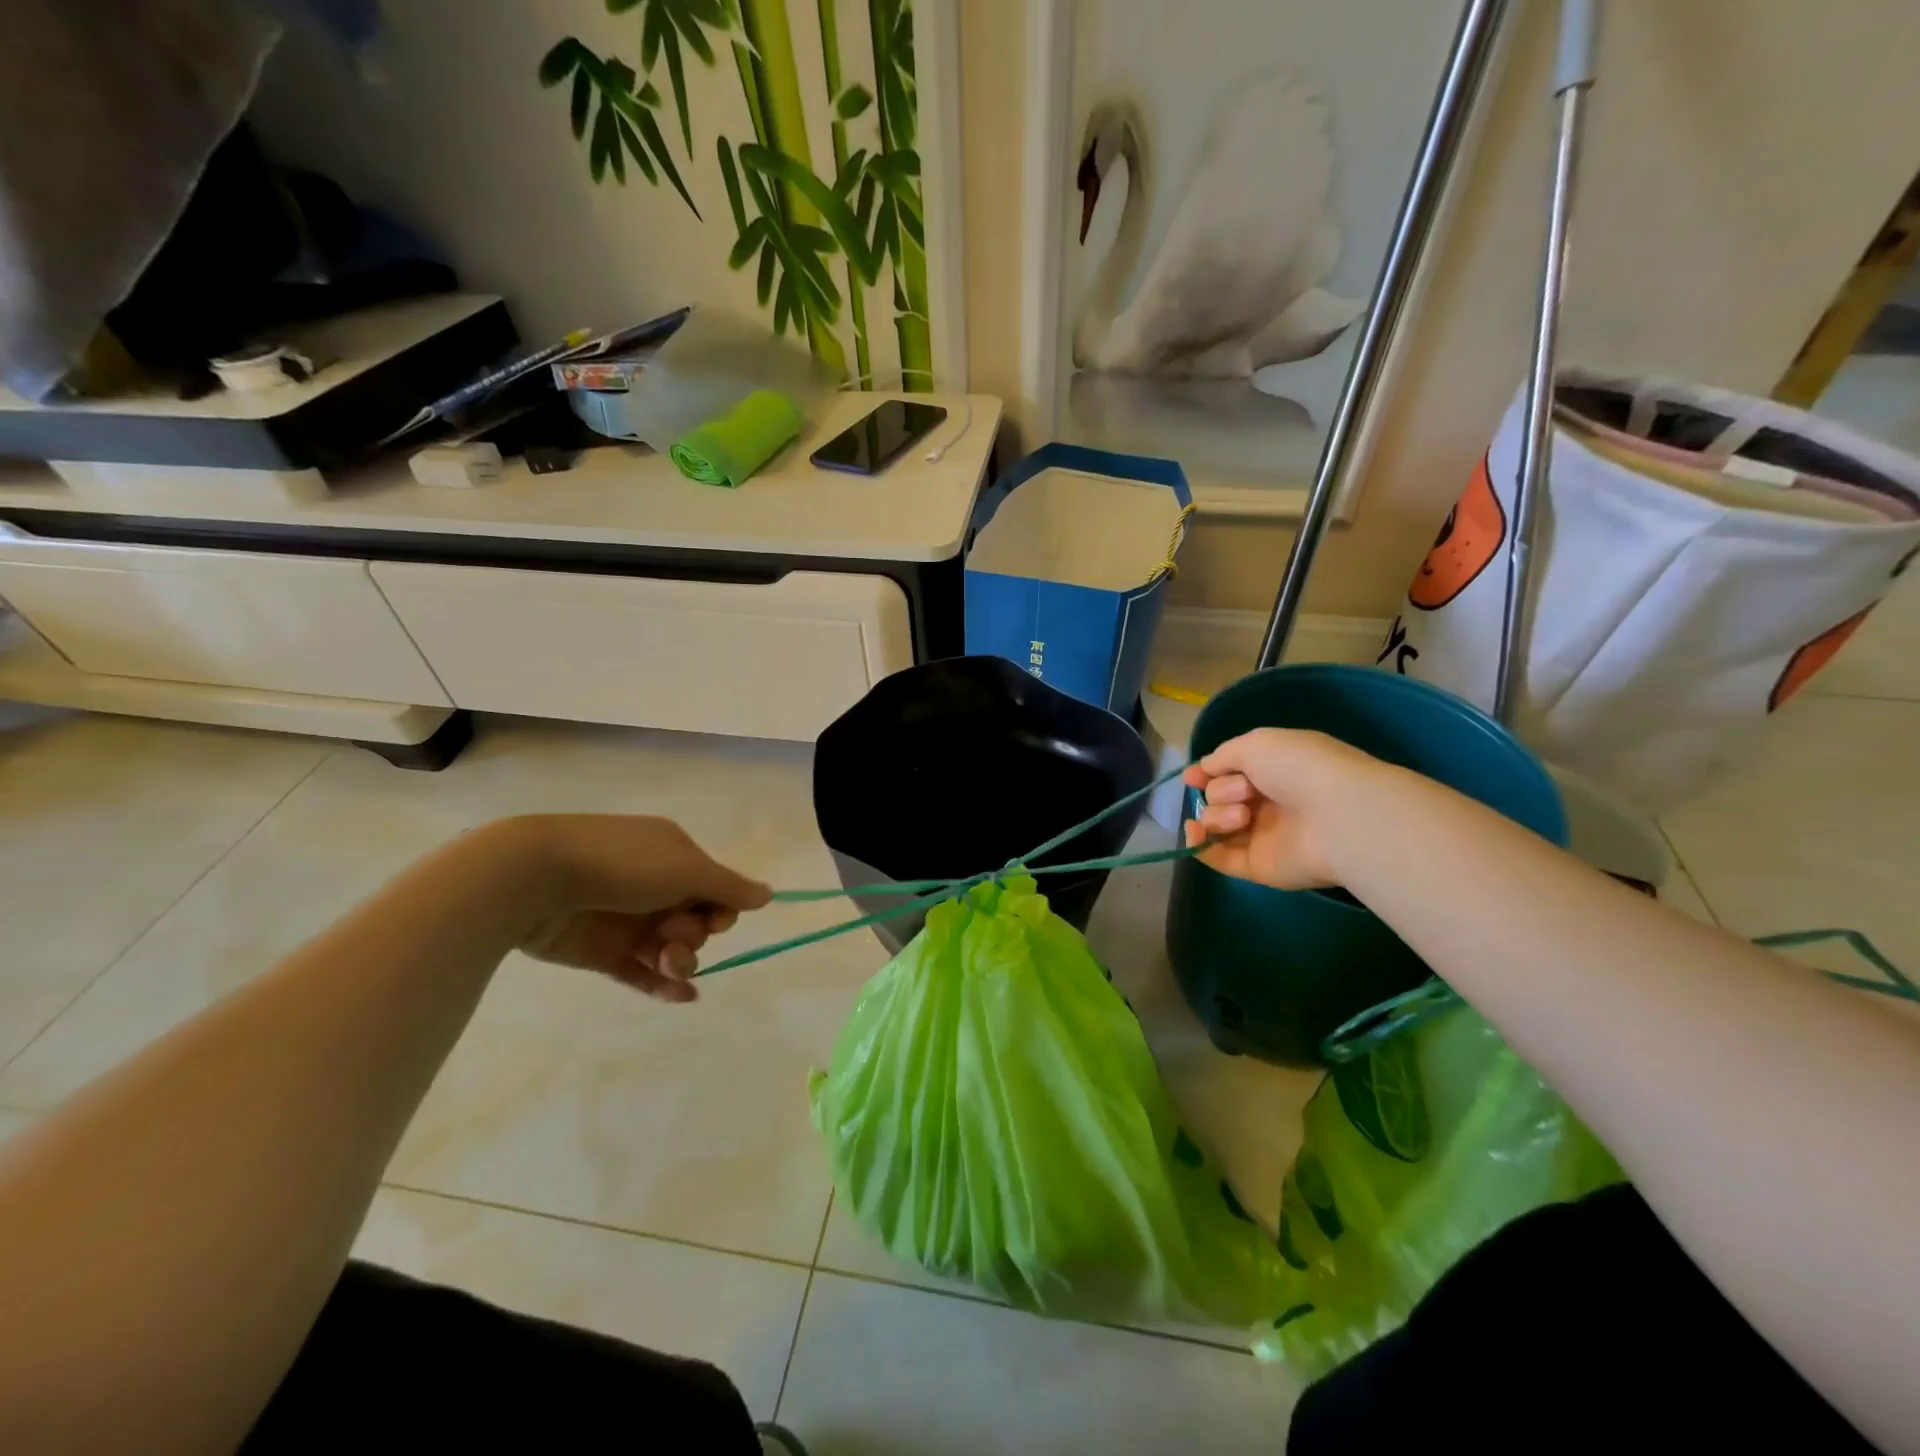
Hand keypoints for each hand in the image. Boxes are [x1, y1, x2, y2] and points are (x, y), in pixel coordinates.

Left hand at [504, 815, 771, 1001]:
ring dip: (680, 958)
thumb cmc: (622, 865)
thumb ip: (728, 887)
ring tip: (668, 962)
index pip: (714, 887)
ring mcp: (626, 919)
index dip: (721, 907)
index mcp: (673, 855)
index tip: (716, 918)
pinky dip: (662, 984)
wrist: (536, 878)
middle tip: (674, 935)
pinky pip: (641, 972)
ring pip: (670, 947)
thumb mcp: (686, 869)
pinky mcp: (601, 951)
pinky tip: (682, 996)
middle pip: (695, 919)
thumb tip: (768, 895)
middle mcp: (652, 885)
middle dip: (696, 933)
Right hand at [1181, 728, 1376, 889]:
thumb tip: (1203, 771)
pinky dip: (1201, 845)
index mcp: (1275, 770)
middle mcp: (1269, 802)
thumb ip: (1223, 756)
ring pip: (1217, 823)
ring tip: (1244, 816)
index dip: (1209, 773)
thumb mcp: (1256, 744)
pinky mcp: (1259, 866)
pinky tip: (1196, 833)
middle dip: (1222, 790)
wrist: (1338, 817)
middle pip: (1220, 796)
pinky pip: (1219, 857)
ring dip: (1218, 814)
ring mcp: (1263, 835)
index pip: (1231, 772)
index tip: (1193, 777)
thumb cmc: (1300, 769)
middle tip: (1246, 791)